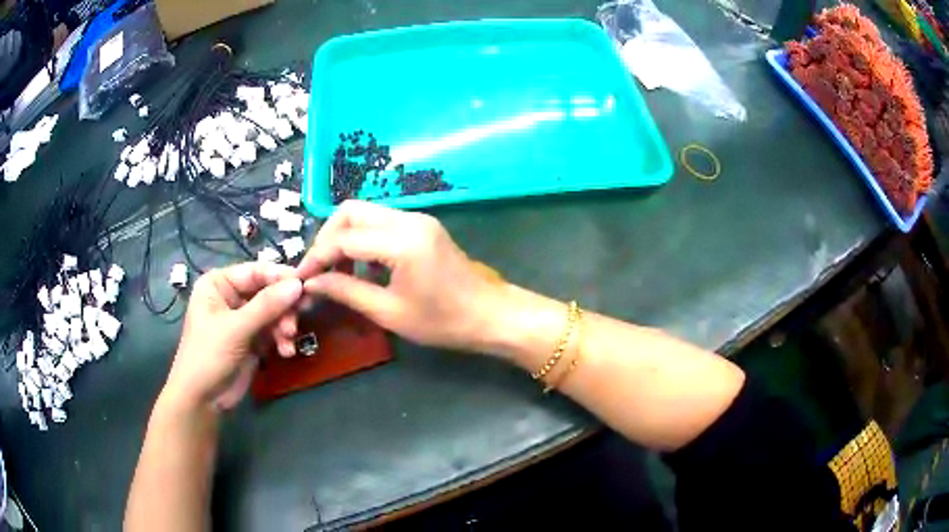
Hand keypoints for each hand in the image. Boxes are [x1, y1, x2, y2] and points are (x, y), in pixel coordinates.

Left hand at [164, 263, 302, 410]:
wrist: (202, 400)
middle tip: (299, 318)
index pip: (255, 271)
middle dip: (284, 307)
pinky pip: (274, 331)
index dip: (280, 277)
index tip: (305, 286)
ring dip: (284, 326)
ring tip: (288, 341)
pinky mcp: (252, 340)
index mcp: (219, 283)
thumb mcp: (235, 329)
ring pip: (274, 313)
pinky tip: (286, 352)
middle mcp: (231, 297)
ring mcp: (243, 319)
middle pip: (268, 292)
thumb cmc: (208, 355)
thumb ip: (266, 306)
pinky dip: (282, 340)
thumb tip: (298, 285)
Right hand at [296, 201, 505, 351]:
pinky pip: (381, 222)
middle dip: (327, 238)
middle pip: (351, 211)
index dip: (316, 257)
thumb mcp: (389, 312)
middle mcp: (408, 219)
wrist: (490, 315)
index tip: (301, 279)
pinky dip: (363, 238)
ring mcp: (417, 219)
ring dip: (344, 237)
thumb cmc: (443, 322)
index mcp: (401, 241)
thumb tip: (311, 284)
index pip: (342, 237)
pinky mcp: (422, 226)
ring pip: (365, 213)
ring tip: (335, 272)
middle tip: (318, 271)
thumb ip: (346, 291)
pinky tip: (361, 267)